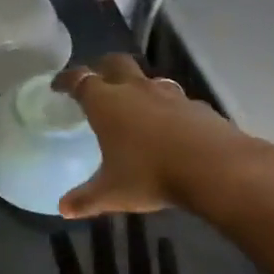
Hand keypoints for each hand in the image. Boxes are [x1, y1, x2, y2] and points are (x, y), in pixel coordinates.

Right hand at [52, 54, 270, 216]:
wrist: (214, 167)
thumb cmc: (151, 174)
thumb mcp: (112, 193)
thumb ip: (86, 198)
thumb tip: (64, 209)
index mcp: (106, 103)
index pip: (80, 80)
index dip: (66, 80)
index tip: (58, 85)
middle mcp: (135, 89)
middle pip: (115, 63)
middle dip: (102, 68)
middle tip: (96, 81)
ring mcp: (169, 94)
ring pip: (147, 78)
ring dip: (137, 85)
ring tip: (133, 103)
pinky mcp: (195, 105)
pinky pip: (174, 99)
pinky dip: (165, 106)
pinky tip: (168, 125)